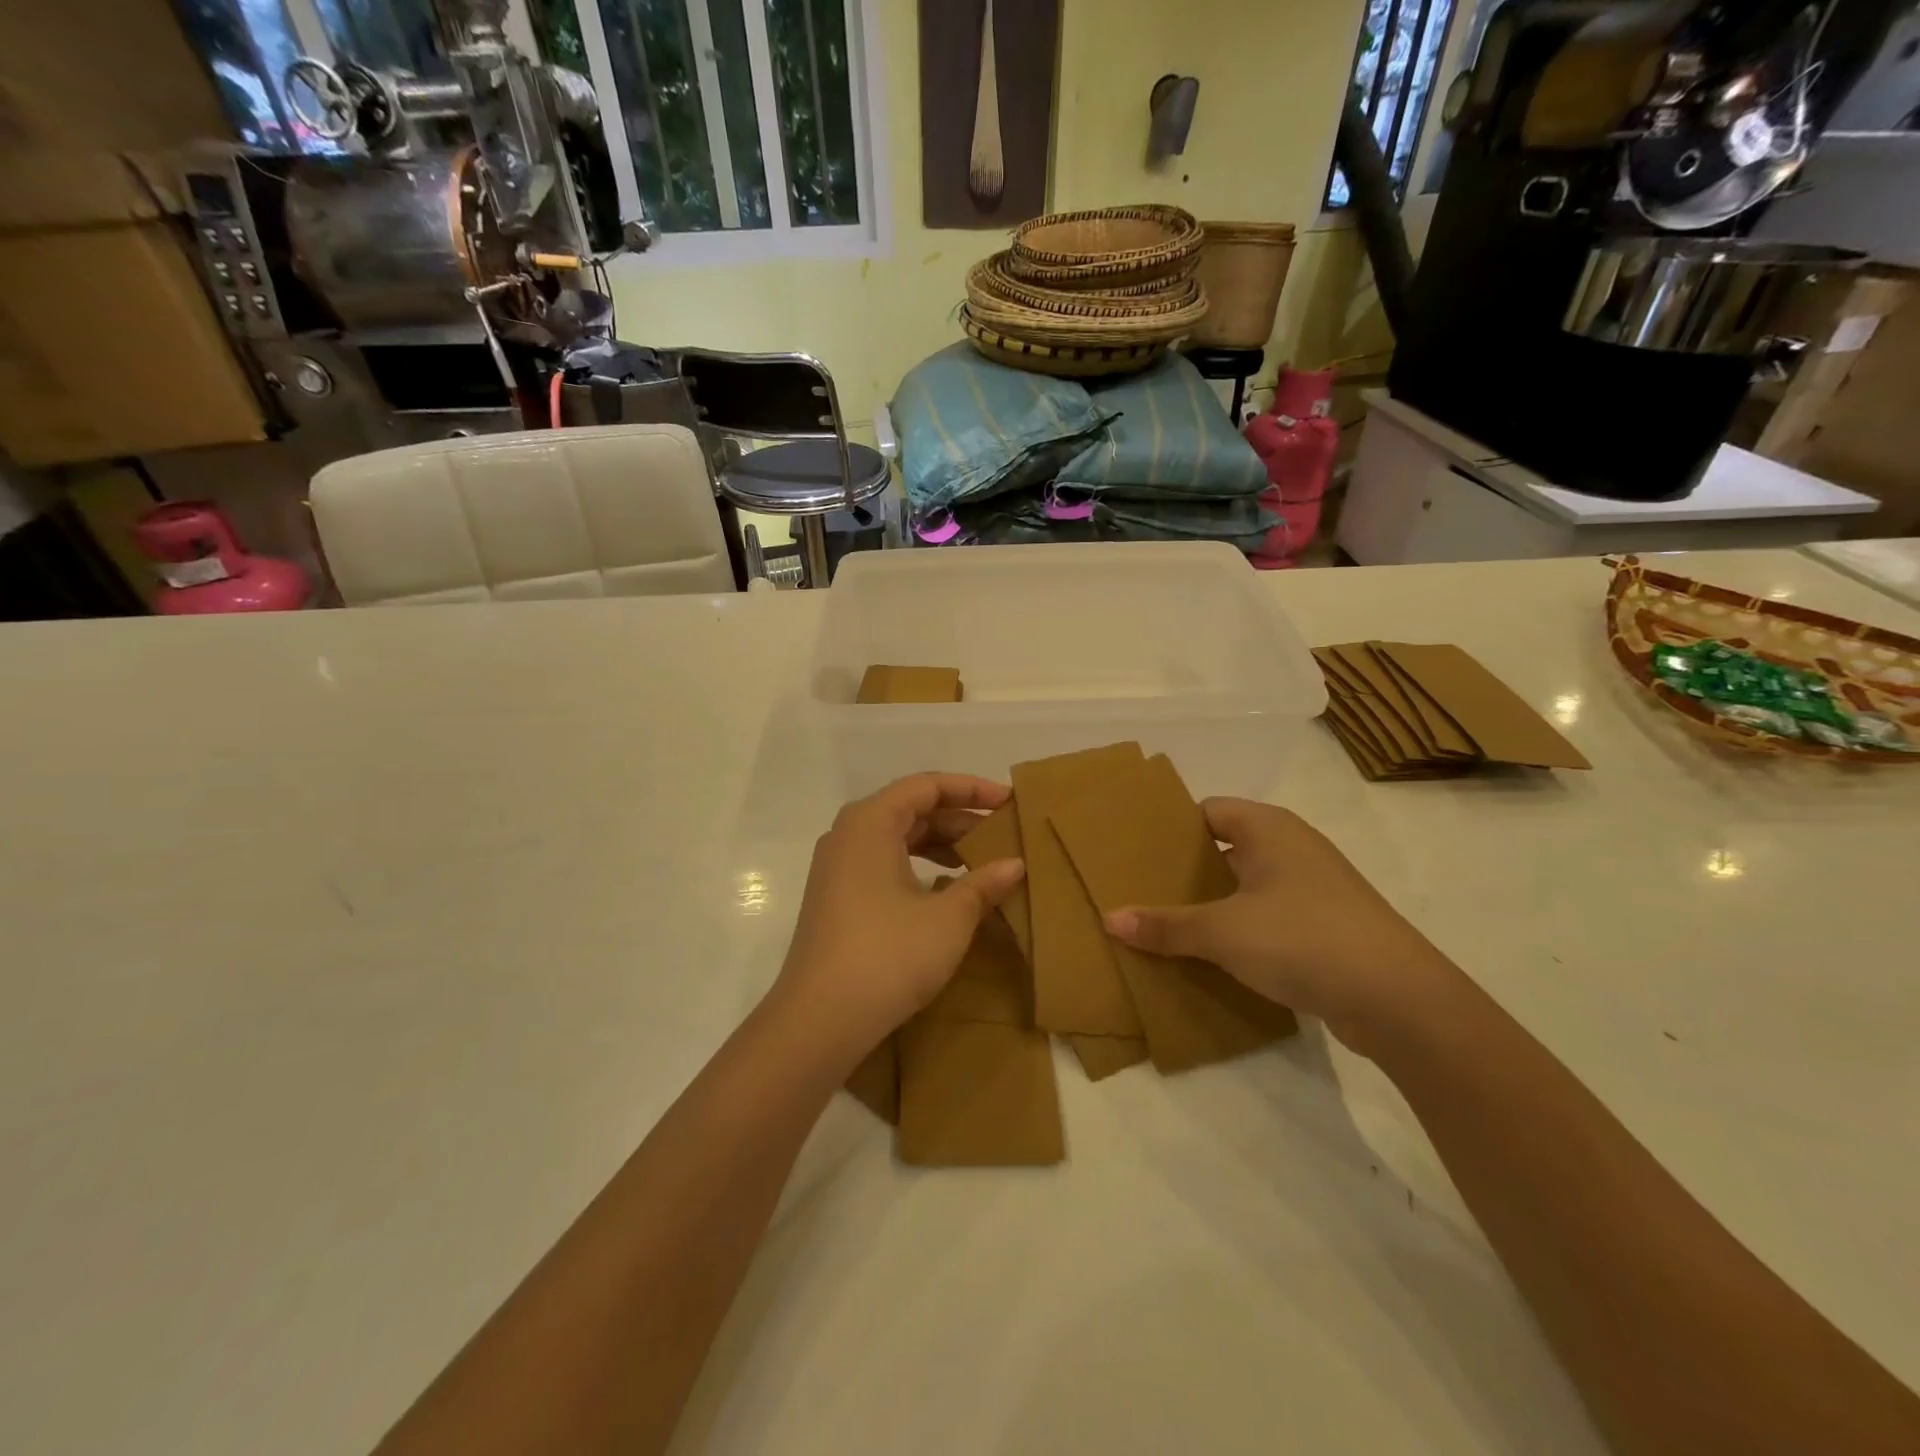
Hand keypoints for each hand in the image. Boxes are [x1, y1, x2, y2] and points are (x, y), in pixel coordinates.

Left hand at [771, 773, 1026, 1062]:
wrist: (820, 1020)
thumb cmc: (889, 955)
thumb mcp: (949, 918)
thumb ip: (984, 884)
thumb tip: (1015, 864)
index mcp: (870, 822)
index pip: (927, 785)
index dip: (972, 789)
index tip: (1009, 802)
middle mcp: (848, 834)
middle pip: (910, 809)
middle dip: (959, 818)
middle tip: (1002, 834)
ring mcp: (837, 868)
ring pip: (897, 838)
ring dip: (940, 844)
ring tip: (980, 861)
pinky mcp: (836, 898)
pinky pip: (883, 863)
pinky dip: (918, 866)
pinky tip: (945, 890)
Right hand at [1105, 799, 1461, 1055]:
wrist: (1399, 998)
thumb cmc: (1302, 938)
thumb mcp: (1222, 932)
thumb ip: (1165, 925)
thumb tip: (1110, 919)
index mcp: (1268, 828)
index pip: (1206, 811)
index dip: (1169, 827)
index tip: (1133, 850)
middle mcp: (1292, 847)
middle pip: (1224, 848)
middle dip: (1184, 870)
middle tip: (1139, 889)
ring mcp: (1313, 888)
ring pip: (1246, 886)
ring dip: (1211, 904)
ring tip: (1166, 924)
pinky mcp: (1325, 926)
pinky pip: (1267, 916)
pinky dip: (1239, 929)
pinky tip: (1212, 954)